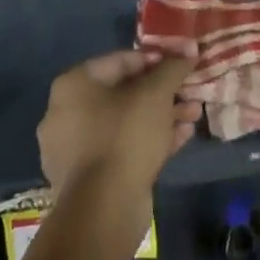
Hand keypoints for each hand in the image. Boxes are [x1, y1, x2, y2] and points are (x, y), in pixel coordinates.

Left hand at [37, 51, 198, 200]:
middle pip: (124, 92)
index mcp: (74, 85)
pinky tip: (182, 137)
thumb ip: (173, 68)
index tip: (182, 65)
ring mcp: (74, 148)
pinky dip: (150, 139)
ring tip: (193, 115)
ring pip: (126, 122)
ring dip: (161, 116)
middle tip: (191, 92)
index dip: (156, 60)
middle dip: (162, 92)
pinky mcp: (88, 177)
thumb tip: (189, 49)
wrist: (104, 209)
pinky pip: (122, 147)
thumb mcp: (156, 94)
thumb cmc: (125, 136)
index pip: (121, 60)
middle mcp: (66, 113)